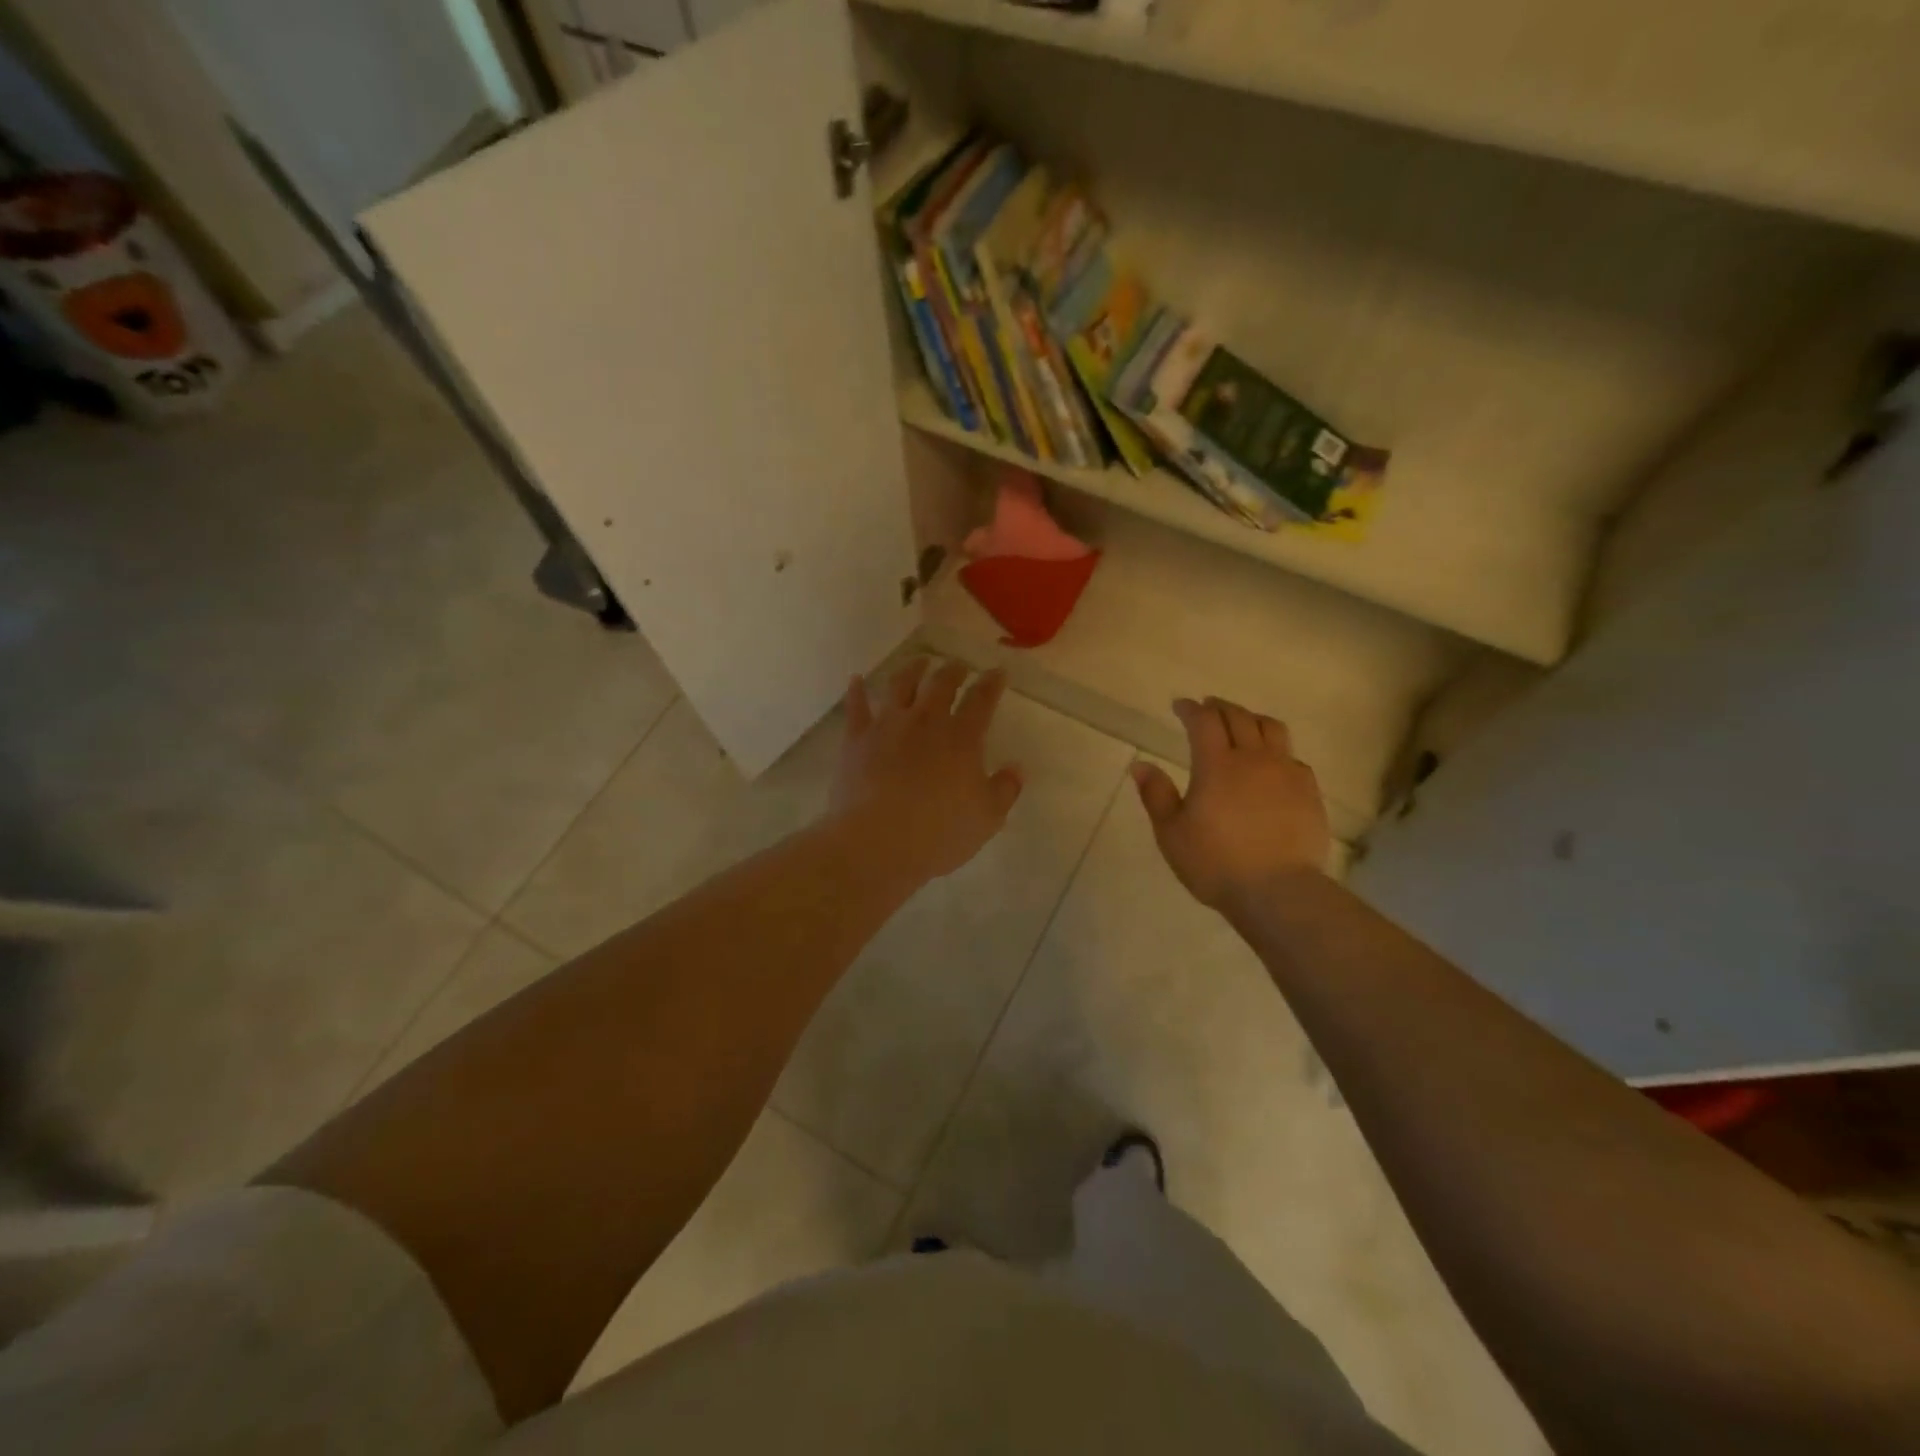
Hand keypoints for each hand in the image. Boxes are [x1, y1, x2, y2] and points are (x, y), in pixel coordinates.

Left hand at [831, 659, 1023, 883]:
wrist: (877, 841)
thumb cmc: (939, 833)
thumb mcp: (987, 818)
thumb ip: (1005, 790)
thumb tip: (1016, 768)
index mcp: (962, 737)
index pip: (982, 700)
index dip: (991, 683)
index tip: (997, 671)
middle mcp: (926, 721)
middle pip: (941, 684)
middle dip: (953, 670)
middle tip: (959, 665)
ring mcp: (888, 726)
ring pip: (900, 685)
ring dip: (912, 669)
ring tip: (919, 661)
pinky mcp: (857, 739)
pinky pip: (856, 707)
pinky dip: (856, 691)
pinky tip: (856, 680)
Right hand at [1133, 696, 1329, 915]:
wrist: (1277, 890)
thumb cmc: (1215, 862)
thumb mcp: (1171, 833)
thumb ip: (1156, 795)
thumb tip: (1140, 765)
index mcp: (1216, 765)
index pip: (1204, 721)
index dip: (1191, 709)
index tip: (1180, 706)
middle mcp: (1253, 758)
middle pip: (1239, 717)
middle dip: (1220, 707)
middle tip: (1208, 707)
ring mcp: (1286, 772)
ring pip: (1272, 729)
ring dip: (1252, 719)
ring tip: (1243, 724)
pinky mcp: (1309, 791)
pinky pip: (1293, 758)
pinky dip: (1278, 751)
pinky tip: (1272, 764)